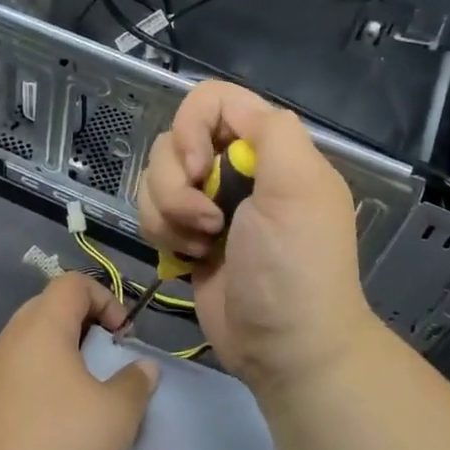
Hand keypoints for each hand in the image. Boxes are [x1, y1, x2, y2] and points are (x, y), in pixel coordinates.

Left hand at [0, 273, 158, 449]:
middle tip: (108, 358)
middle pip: (51, 307)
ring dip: (66, 354)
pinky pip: (21, 369)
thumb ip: (136, 382)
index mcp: (42, 325)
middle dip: (86, 325)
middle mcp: (12, 337)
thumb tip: (143, 367)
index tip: (123, 337)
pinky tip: (61, 415)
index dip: (105, 298)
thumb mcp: (117, 413)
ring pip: (35, 341)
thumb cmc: (60, 442)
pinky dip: (46, 377)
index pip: (73, 283)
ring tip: (89, 390)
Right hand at [138, 81, 381, 398]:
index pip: (212, 101)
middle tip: (209, 222)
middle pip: (173, 142)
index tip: (200, 169)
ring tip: (202, 247)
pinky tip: (190, 259)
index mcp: (268, 149)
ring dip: (168, 215)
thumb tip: (230, 119)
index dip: (192, 127)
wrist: (285, 348)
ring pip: (154, 179)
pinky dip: (162, 234)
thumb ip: (272, 131)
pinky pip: (150, 212)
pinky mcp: (186, 235)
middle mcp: (236, 168)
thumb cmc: (294, 268)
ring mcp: (208, 203)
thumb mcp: (299, 188)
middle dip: (177, 185)